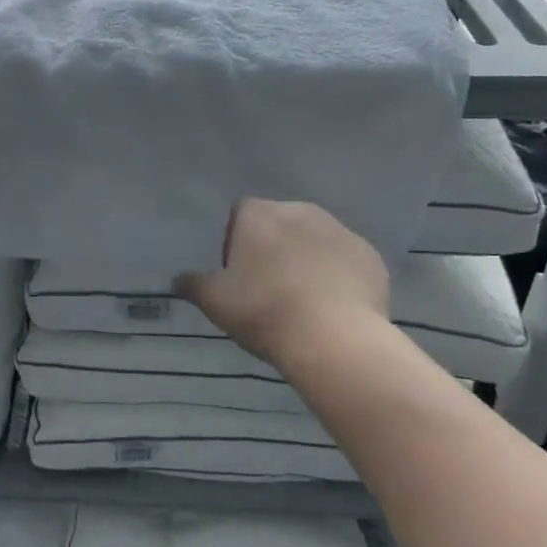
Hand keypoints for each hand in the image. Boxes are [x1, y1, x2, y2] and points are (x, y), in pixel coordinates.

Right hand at [176, 199, 389, 370]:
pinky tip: (333, 307)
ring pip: (314, 240)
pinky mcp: (369, 255)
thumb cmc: (264, 310)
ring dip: (306, 260)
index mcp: (259, 213)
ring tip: (302, 301)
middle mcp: (300, 209)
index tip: (238, 276)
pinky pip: (345, 260)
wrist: (334, 337)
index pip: (240, 215)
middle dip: (273, 249)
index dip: (236, 243)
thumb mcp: (215, 301)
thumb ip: (193, 284)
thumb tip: (176, 280)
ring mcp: (340, 230)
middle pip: (279, 224)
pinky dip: (338, 276)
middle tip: (268, 290)